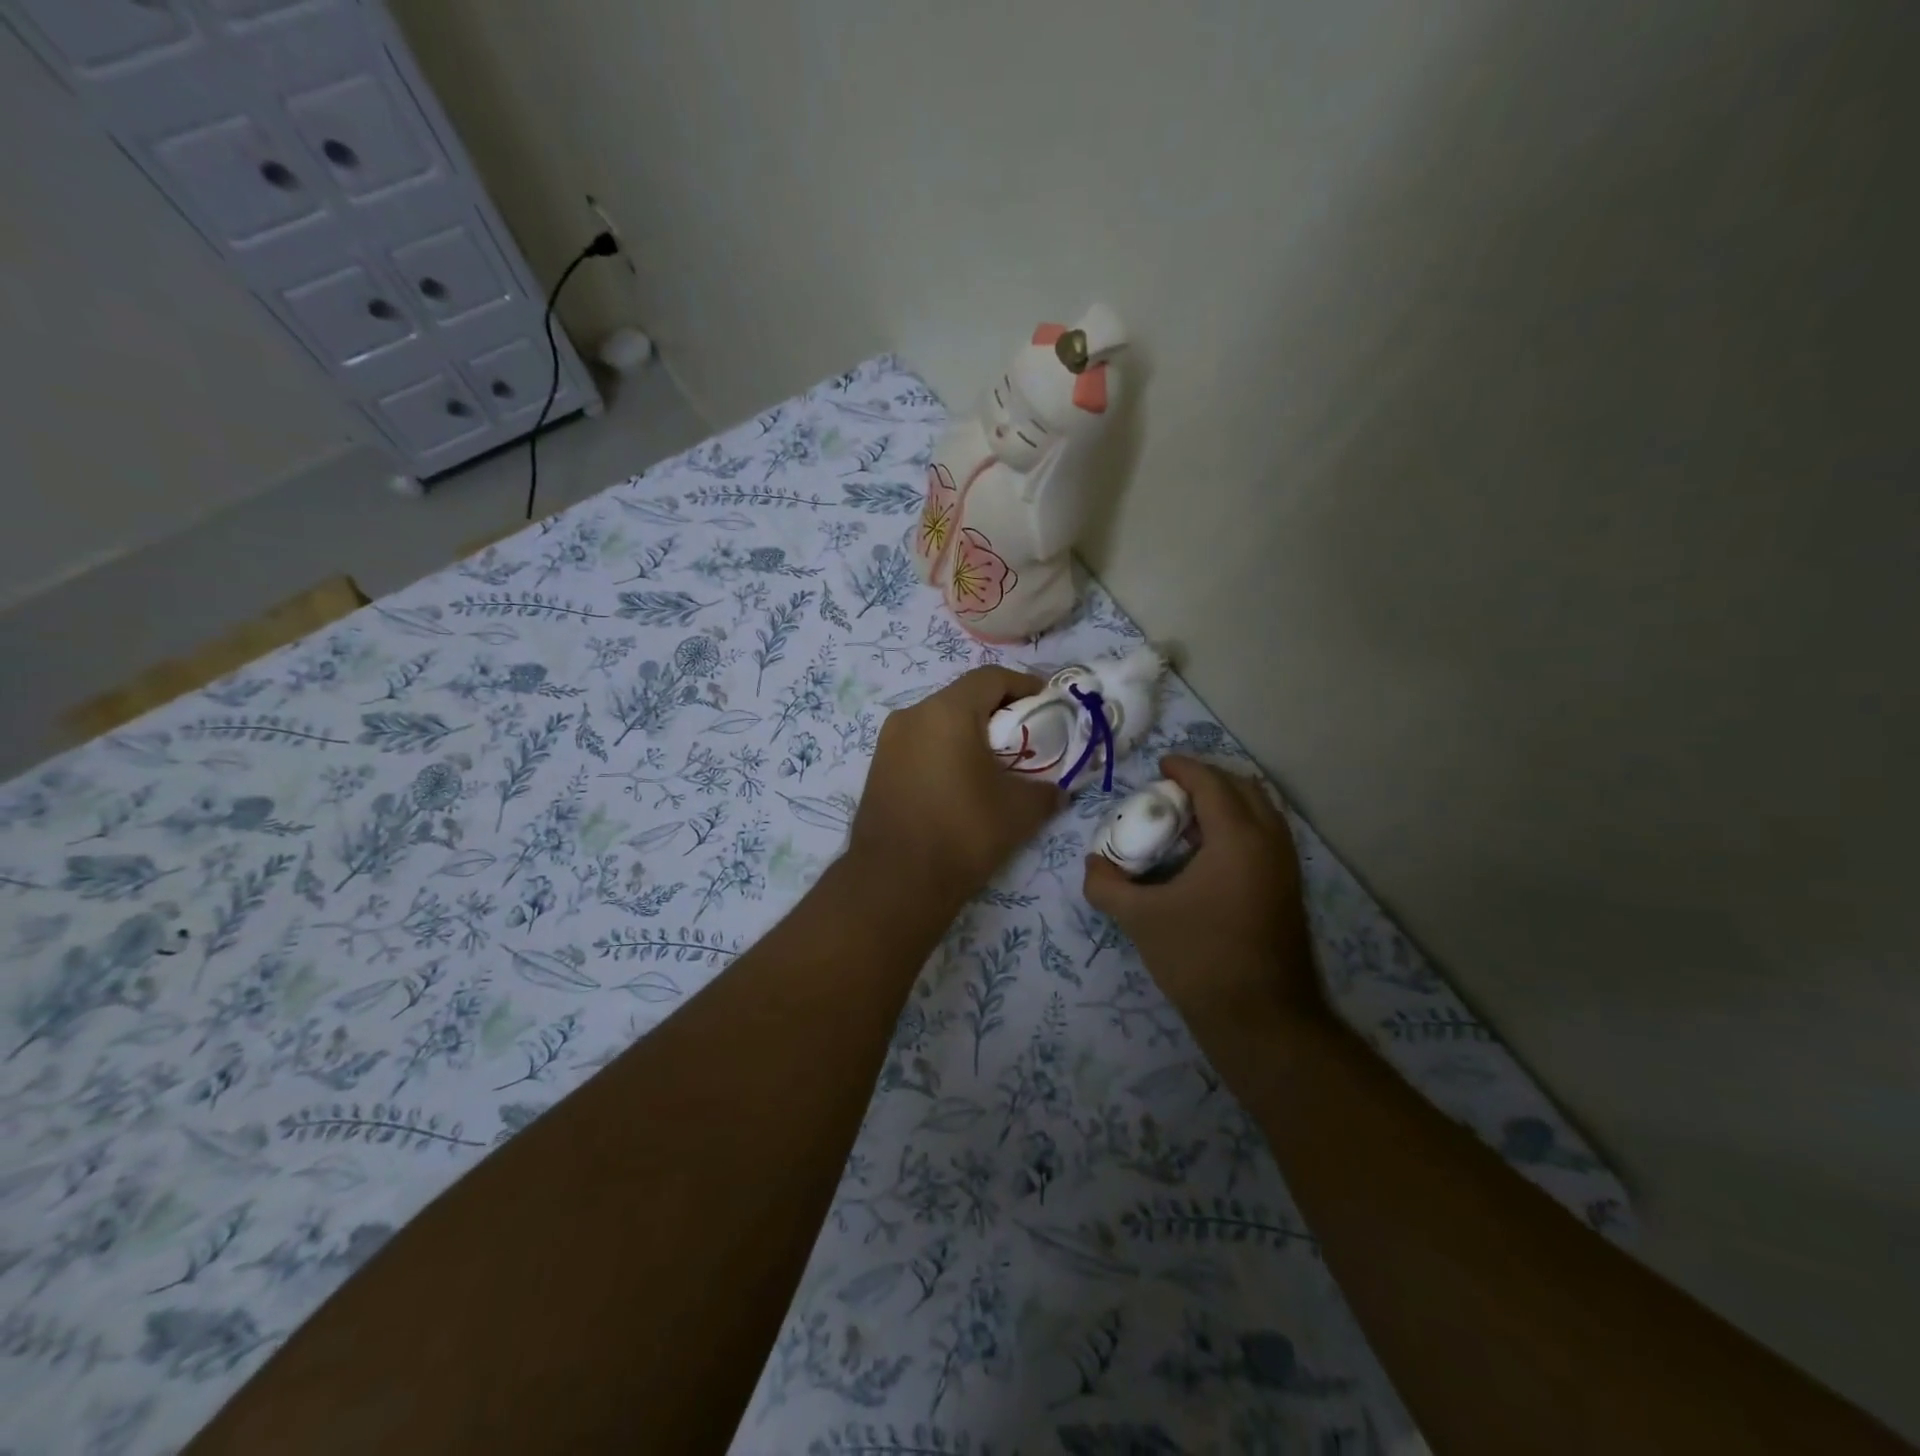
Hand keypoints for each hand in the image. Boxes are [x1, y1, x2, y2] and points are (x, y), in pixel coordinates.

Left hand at [849, 666, 1063, 904]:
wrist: (896, 882)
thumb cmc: (964, 833)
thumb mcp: (1020, 811)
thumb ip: (1047, 790)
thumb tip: (1057, 790)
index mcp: (947, 712)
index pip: (991, 678)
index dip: (1025, 685)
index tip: (1048, 703)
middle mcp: (912, 715)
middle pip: (962, 697)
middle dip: (998, 710)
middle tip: (1025, 735)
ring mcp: (888, 742)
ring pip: (938, 721)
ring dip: (969, 733)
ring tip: (995, 762)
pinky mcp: (878, 768)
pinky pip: (920, 744)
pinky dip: (945, 751)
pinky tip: (961, 782)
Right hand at [1083, 756, 1321, 1023]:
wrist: (1263, 1020)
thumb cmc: (1199, 958)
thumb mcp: (1140, 919)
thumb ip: (1107, 885)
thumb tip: (1092, 865)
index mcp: (1237, 838)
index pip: (1211, 783)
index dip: (1183, 768)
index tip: (1159, 765)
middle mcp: (1270, 842)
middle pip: (1244, 788)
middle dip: (1208, 780)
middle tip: (1171, 791)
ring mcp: (1286, 867)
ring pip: (1262, 812)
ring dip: (1227, 803)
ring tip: (1188, 820)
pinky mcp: (1289, 890)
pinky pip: (1266, 837)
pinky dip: (1240, 827)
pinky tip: (1208, 856)